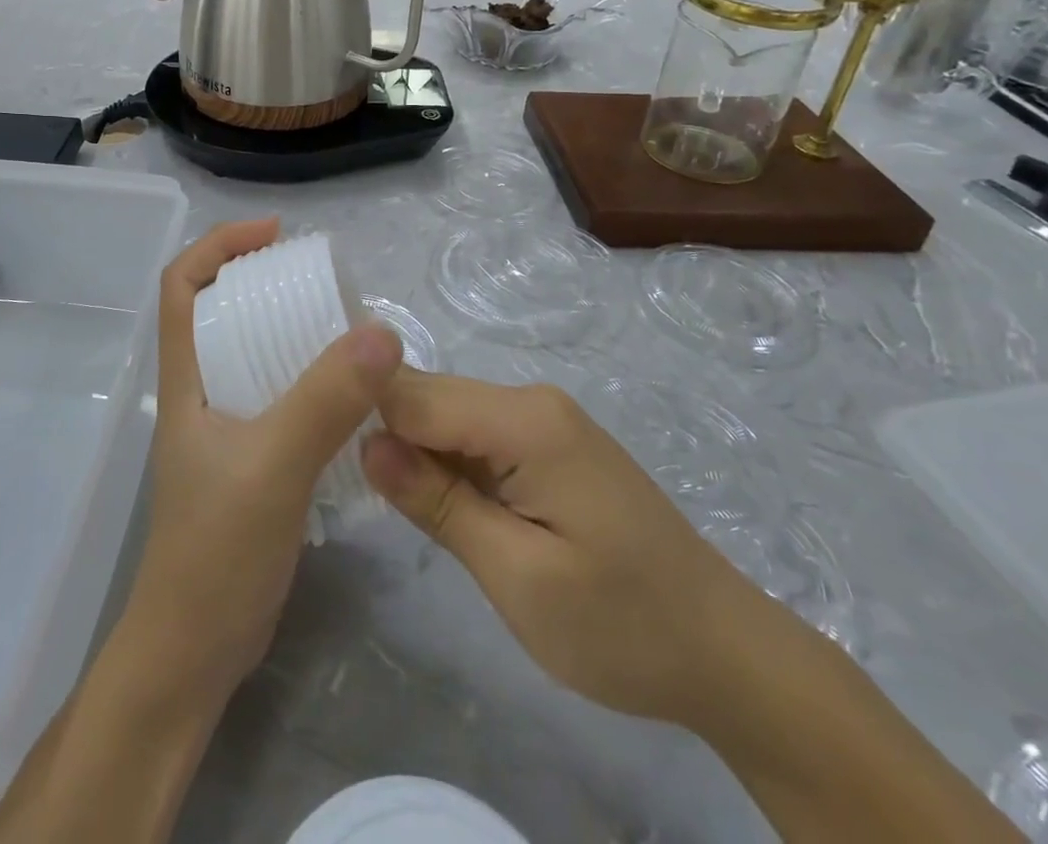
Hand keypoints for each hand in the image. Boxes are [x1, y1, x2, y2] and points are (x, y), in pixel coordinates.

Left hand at [122, 219, 404, 708]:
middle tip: (324, 279)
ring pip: (254, 354)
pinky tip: (352, 392)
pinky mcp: (251, 459)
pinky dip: (311, 378)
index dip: (220, 245)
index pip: (181, 286)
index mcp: (187, 379)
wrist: (195, 651)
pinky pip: (280, 396)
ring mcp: (225, 428)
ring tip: (346, 326)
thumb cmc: (216, 552)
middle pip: (222, 311)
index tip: (276, 236)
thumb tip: (381, 333)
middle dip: (264, 280)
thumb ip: (324, 400)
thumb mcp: (273, 466)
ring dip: (292, 330)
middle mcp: (201, 392)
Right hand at [362, 371, 760, 726]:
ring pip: (449, 419)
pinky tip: (436, 504)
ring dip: (417, 457)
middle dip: (389, 438)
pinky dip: (449, 468)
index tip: (322, 454)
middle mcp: (531, 401)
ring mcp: (543, 422)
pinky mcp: (548, 446)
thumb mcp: (518, 577)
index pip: (414, 394)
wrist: (725, 653)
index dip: (365, 417)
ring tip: (388, 504)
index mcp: (525, 420)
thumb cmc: (622, 624)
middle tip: (354, 495)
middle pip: (430, 399)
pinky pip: (476, 439)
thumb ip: (439, 503)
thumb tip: (366, 444)